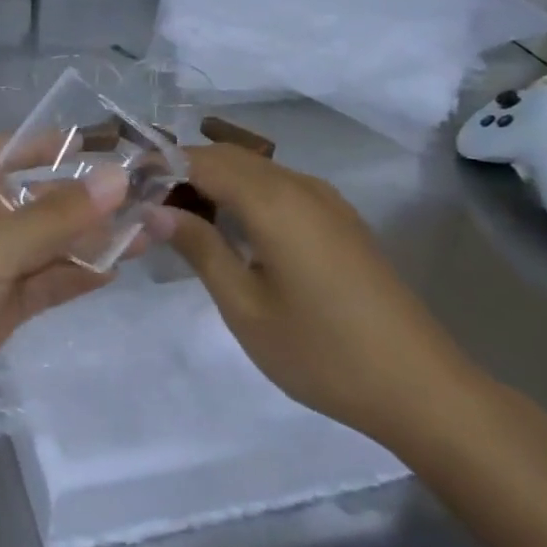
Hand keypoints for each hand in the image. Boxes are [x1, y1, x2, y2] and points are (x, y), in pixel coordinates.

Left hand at [0, 137, 128, 451]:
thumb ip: (56, 216)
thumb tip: (119, 176)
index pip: (5, 150)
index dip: (43, 142)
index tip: (95, 142)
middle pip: (38, 198)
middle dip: (86, 196)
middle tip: (147, 194)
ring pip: (50, 244)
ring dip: (93, 238)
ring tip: (154, 230)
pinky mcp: (0, 310)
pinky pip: (47, 282)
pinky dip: (78, 275)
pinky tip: (118, 269)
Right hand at [161, 144, 484, 448]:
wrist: (422, 390)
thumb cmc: (322, 352)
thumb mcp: (245, 306)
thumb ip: (199, 248)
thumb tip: (153, 210)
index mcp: (273, 201)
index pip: (200, 160)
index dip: (159, 165)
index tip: (124, 187)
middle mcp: (300, 185)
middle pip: (227, 157)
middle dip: (182, 170)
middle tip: (145, 204)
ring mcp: (326, 201)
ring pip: (254, 168)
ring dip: (213, 180)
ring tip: (179, 217)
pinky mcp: (340, 220)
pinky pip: (279, 186)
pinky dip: (244, 193)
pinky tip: (231, 229)